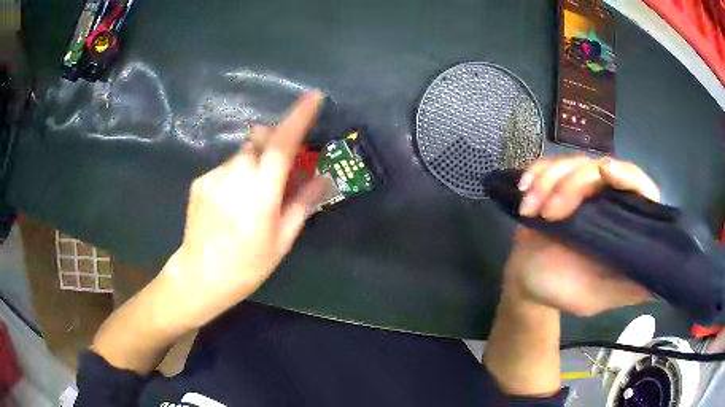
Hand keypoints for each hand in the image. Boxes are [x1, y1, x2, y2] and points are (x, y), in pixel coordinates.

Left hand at [160, 93, 327, 326]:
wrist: (200, 276)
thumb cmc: (247, 265)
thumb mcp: (282, 239)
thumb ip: (302, 203)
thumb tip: (323, 179)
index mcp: (261, 191)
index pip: (283, 144)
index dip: (298, 117)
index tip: (312, 97)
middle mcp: (236, 174)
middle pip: (259, 140)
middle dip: (274, 143)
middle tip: (280, 167)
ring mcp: (214, 175)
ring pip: (241, 154)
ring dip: (253, 163)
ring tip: (250, 195)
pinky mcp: (200, 181)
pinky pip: (225, 167)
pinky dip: (235, 175)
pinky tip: (230, 203)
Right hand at [503, 156, 658, 315]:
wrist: (527, 283)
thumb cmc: (564, 291)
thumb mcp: (600, 296)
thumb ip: (629, 288)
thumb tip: (665, 282)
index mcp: (622, 223)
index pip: (639, 187)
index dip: (628, 176)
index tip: (607, 174)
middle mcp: (605, 200)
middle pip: (599, 167)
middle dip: (572, 184)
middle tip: (550, 214)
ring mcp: (579, 190)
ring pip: (570, 163)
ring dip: (547, 184)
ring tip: (531, 211)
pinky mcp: (554, 184)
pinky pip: (546, 165)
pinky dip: (534, 175)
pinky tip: (524, 192)